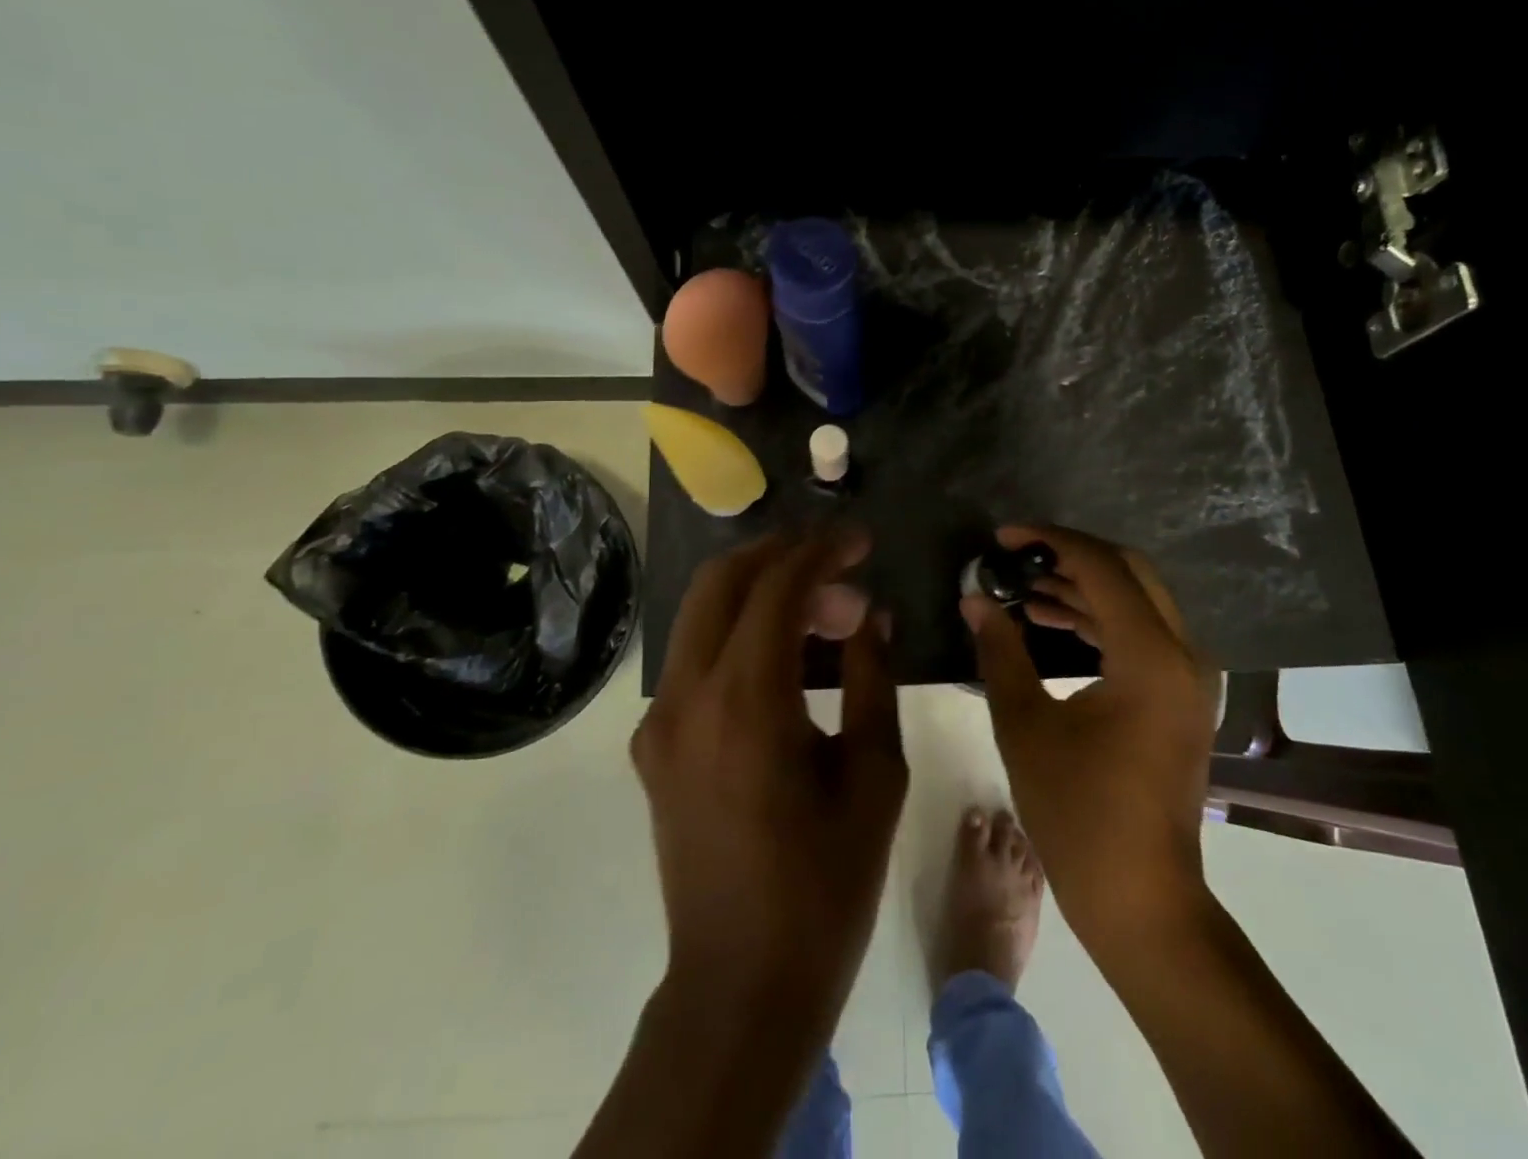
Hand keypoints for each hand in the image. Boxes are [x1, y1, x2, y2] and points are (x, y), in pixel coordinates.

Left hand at [631, 530, 906, 1037]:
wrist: (741, 985)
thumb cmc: (825, 885)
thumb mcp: (874, 776)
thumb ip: (873, 678)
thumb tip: (873, 615)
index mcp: (746, 702)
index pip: (777, 588)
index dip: (822, 552)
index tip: (862, 541)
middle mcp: (687, 696)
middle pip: (721, 581)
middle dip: (780, 554)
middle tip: (838, 564)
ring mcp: (659, 720)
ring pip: (700, 613)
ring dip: (759, 591)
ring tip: (824, 614)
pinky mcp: (654, 744)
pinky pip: (695, 657)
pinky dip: (738, 632)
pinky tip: (786, 659)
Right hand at [962, 525, 1219, 958]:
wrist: (1140, 897)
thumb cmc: (1077, 814)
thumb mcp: (1024, 725)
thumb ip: (1000, 650)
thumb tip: (974, 599)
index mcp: (1150, 657)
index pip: (1102, 567)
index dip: (1050, 541)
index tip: (1002, 538)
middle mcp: (1183, 654)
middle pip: (1130, 572)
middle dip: (1071, 556)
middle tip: (1017, 557)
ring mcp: (1190, 678)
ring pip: (1138, 601)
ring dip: (1084, 588)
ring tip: (1024, 590)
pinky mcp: (1182, 697)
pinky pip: (1143, 634)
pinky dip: (1100, 620)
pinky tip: (1053, 623)